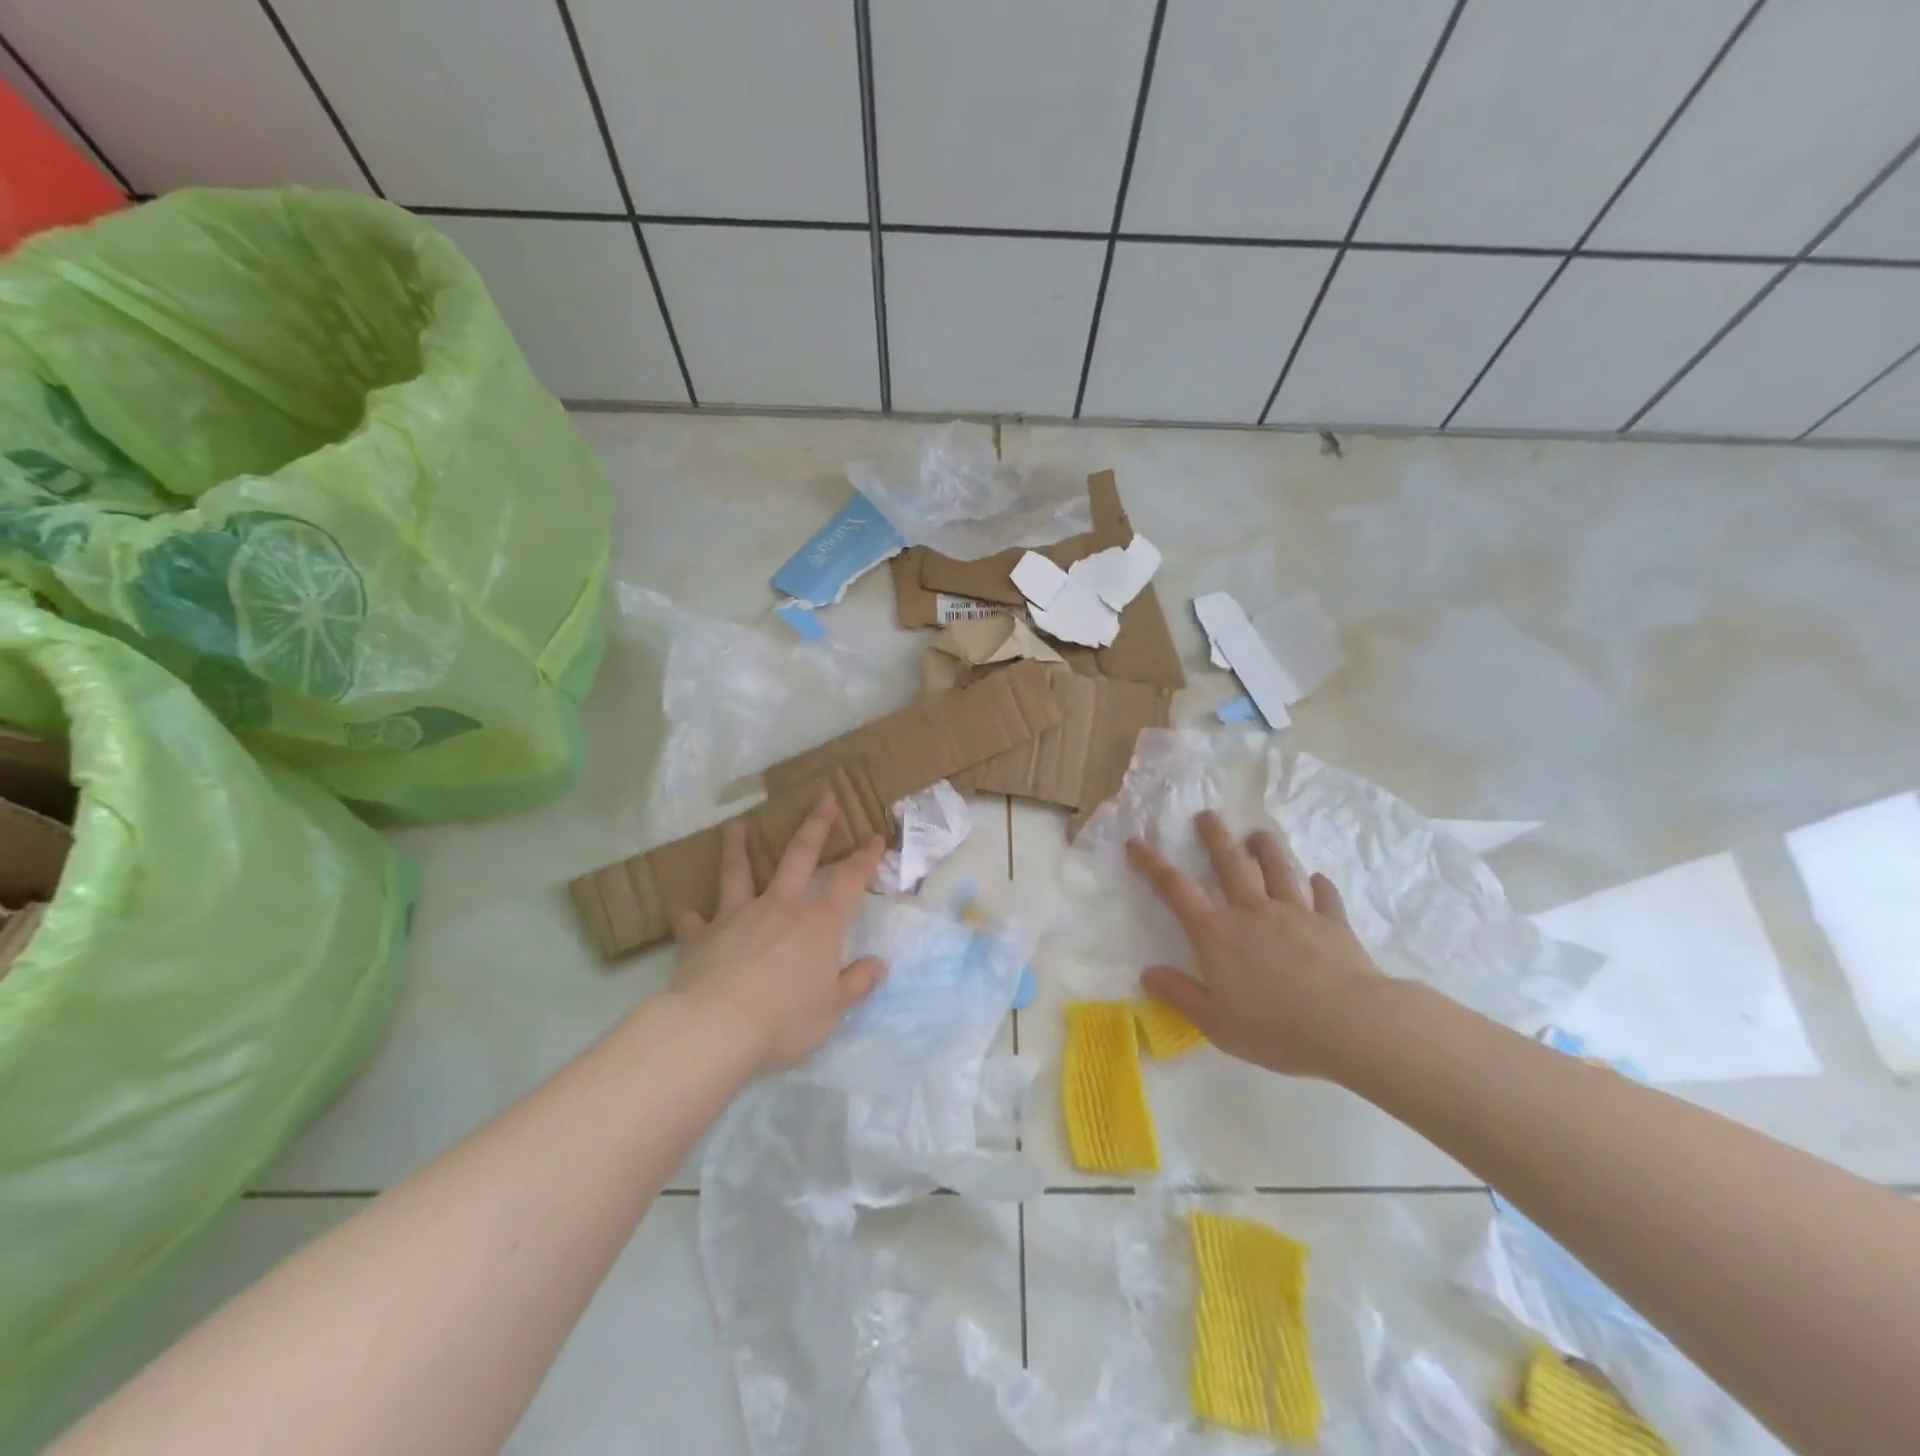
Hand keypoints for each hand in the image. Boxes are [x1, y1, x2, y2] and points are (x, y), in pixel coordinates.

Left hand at [669, 793, 888, 1075]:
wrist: (716, 1028)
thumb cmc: (784, 1019)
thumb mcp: (833, 1009)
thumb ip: (857, 984)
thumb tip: (879, 965)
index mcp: (819, 924)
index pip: (849, 881)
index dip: (865, 858)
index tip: (875, 837)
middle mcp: (781, 908)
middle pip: (800, 856)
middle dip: (815, 825)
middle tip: (824, 798)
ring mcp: (738, 916)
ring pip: (740, 872)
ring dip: (739, 847)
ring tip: (736, 825)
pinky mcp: (702, 936)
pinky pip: (696, 922)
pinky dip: (693, 917)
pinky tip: (687, 913)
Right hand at [1127, 811, 1385, 1080]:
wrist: (1350, 1024)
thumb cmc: (1275, 1028)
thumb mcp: (1215, 1023)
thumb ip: (1180, 994)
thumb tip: (1148, 974)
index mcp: (1217, 933)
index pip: (1175, 889)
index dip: (1152, 863)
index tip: (1137, 841)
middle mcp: (1252, 911)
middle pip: (1230, 862)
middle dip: (1215, 836)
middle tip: (1207, 815)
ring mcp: (1296, 912)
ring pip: (1278, 868)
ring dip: (1266, 848)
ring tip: (1259, 835)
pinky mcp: (1332, 923)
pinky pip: (1324, 896)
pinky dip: (1320, 886)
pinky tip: (1318, 880)